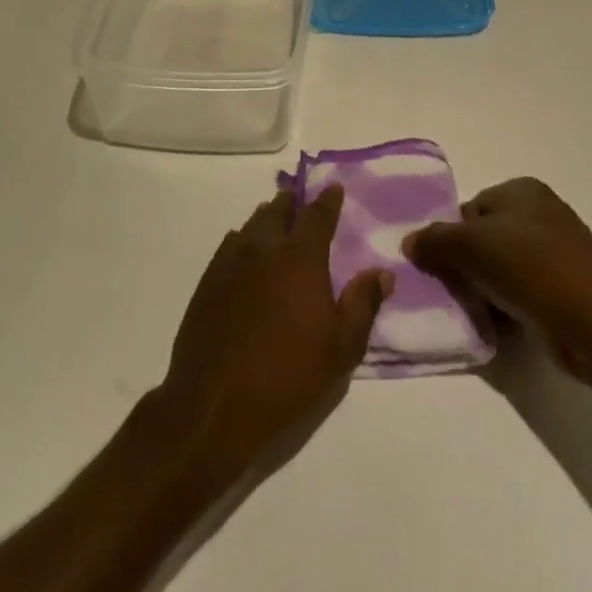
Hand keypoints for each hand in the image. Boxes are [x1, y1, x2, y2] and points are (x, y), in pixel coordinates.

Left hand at [157, 186, 389, 484]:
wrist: (214, 404)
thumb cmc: (287, 376)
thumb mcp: (341, 348)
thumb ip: (363, 304)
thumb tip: (382, 273)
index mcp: (300, 257)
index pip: (317, 215)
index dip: (328, 200)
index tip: (334, 188)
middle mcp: (263, 247)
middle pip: (279, 210)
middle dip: (292, 202)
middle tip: (301, 202)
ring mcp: (231, 261)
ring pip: (252, 224)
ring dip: (267, 218)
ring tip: (276, 222)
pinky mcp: (208, 280)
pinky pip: (230, 245)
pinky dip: (243, 240)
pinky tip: (246, 252)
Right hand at [404, 178, 591, 379]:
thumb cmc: (532, 268)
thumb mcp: (471, 246)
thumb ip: (434, 240)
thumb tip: (409, 242)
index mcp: (522, 190)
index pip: (469, 208)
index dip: (451, 237)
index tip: (442, 267)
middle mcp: (541, 213)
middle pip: (484, 238)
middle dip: (467, 266)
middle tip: (455, 292)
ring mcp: (558, 252)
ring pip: (501, 268)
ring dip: (485, 290)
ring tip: (478, 312)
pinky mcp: (567, 289)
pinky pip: (522, 293)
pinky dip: (508, 307)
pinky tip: (500, 326)